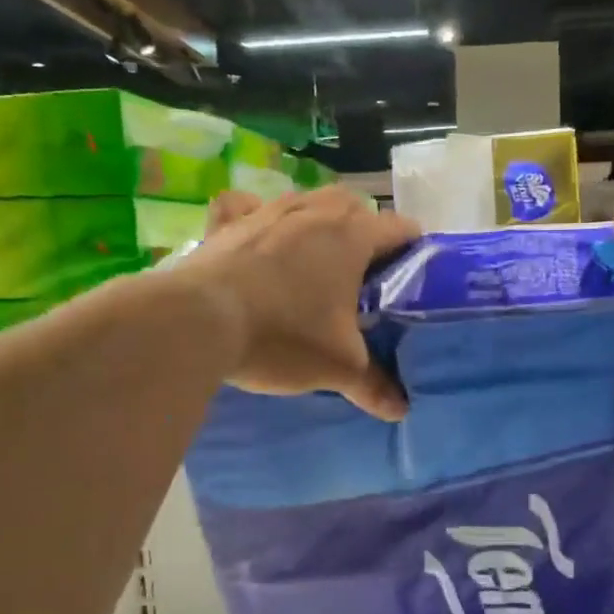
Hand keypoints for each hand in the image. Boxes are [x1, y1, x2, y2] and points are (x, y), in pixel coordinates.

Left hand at [188, 187, 419, 421]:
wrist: (199, 322)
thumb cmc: (283, 336)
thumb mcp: (338, 367)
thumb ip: (374, 385)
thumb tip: (400, 411)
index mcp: (352, 236)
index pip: (401, 228)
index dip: (414, 251)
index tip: (413, 277)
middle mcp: (315, 211)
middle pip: (355, 207)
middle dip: (365, 233)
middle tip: (362, 276)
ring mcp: (268, 210)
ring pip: (307, 201)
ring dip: (317, 223)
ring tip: (314, 260)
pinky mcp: (228, 222)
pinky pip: (247, 206)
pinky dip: (255, 215)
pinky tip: (256, 237)